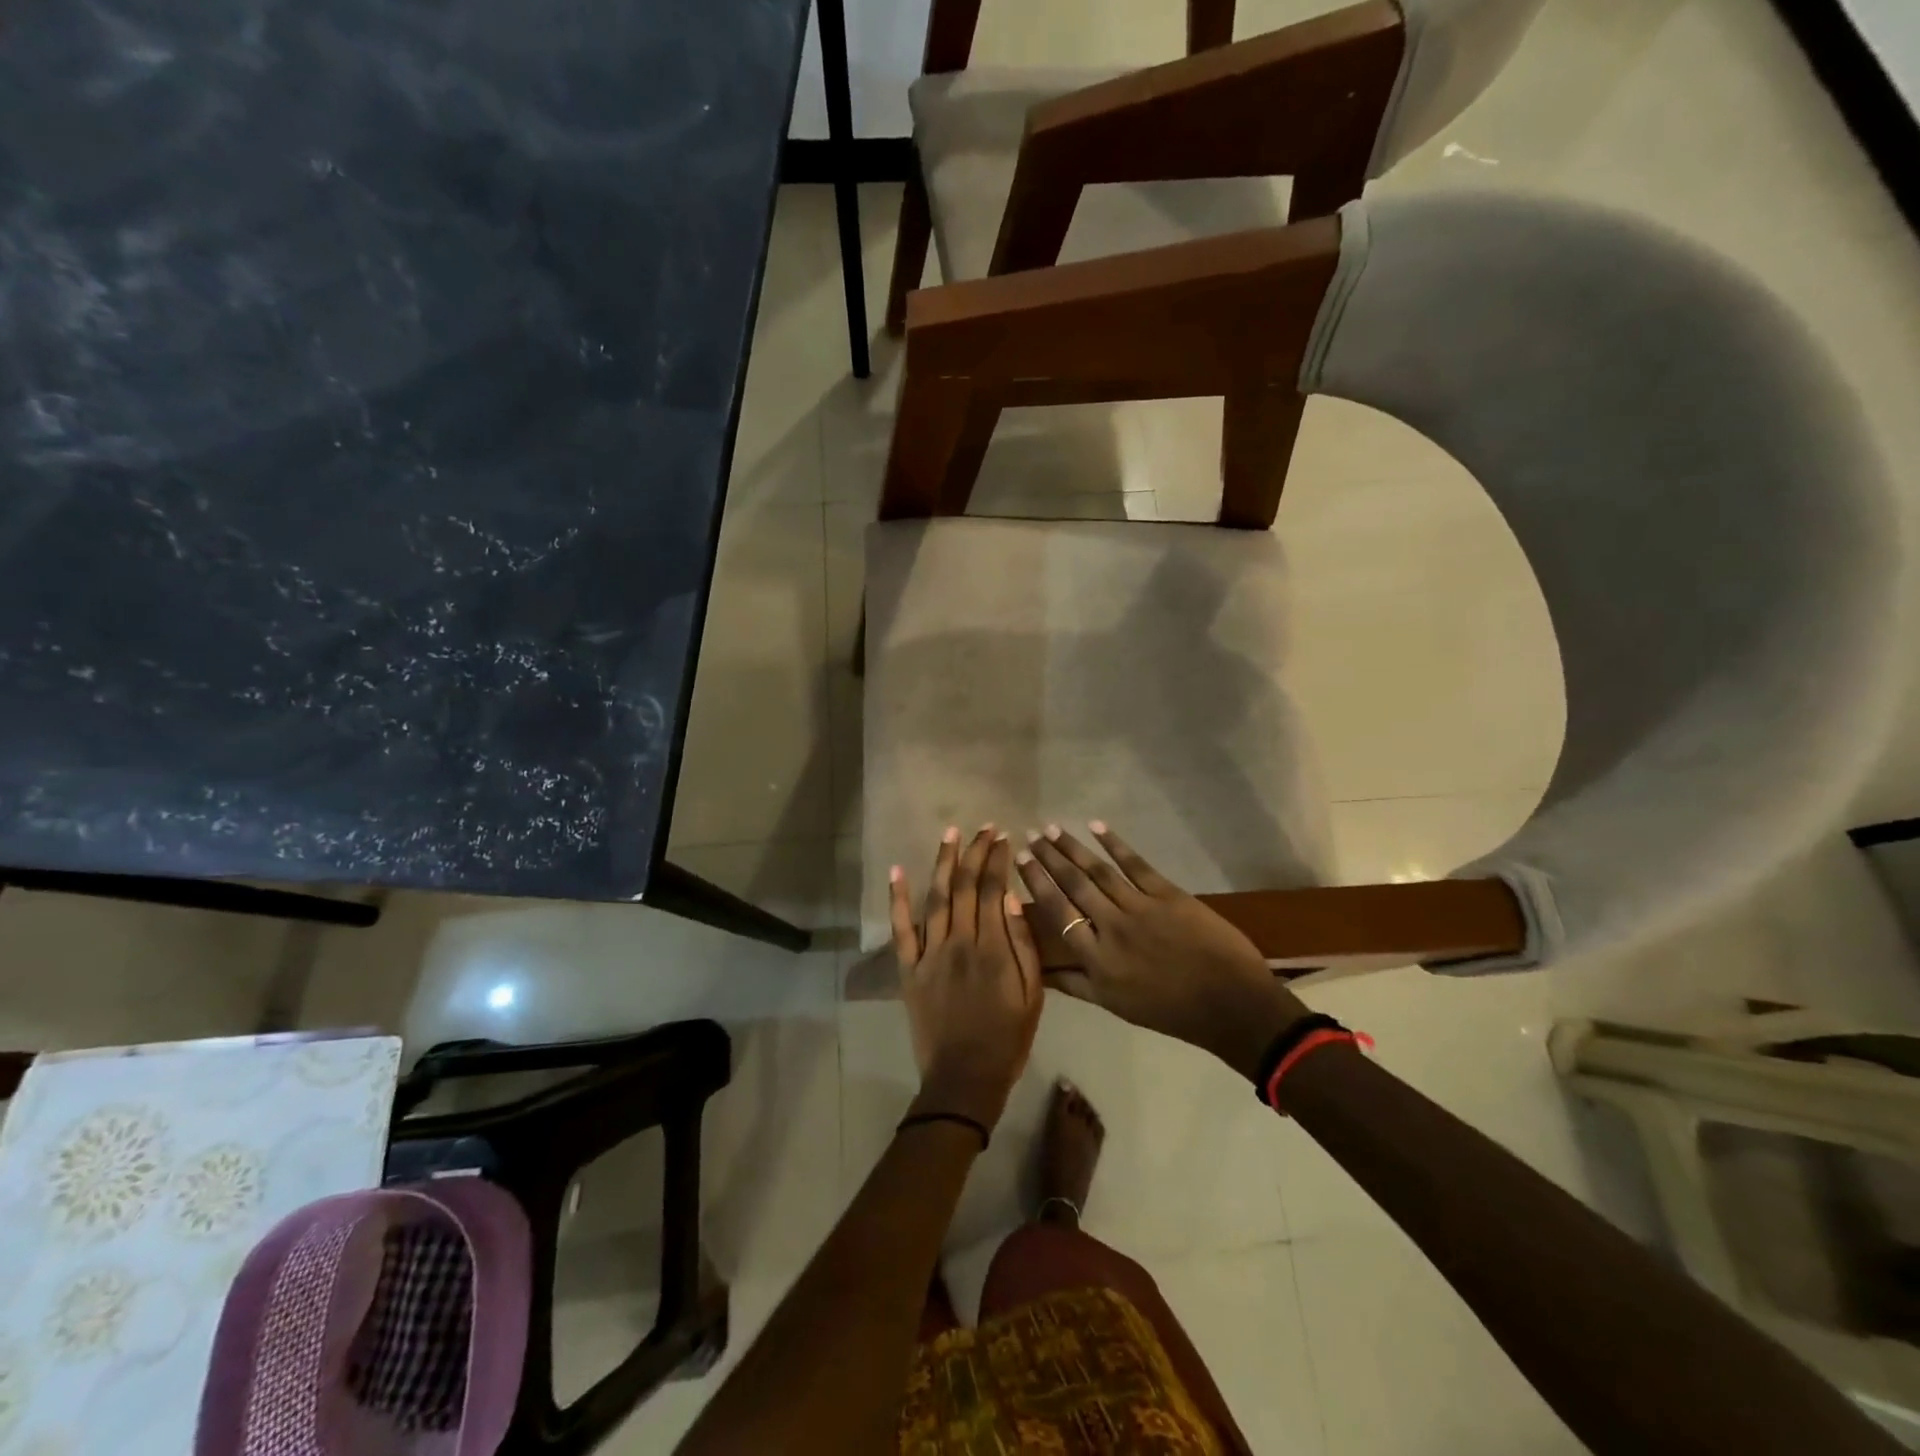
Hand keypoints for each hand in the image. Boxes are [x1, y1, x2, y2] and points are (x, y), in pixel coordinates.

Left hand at [890, 825, 1044, 1126]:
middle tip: (983, 828)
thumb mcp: (1033, 995)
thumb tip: (1014, 900)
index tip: (1003, 837)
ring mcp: (930, 953)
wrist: (964, 1077)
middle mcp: (960, 941)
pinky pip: (901, 928)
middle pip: (966, 886)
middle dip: (975, 852)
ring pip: (937, 897)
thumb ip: (1024, 946)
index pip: (994, 890)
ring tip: (950, 833)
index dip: (998, 860)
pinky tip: (898, 871)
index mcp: (993, 948)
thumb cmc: (1007, 1038)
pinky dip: (898, 898)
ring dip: (944, 862)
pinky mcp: (909, 968)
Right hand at [1016, 822, 1309, 1077]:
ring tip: (1053, 829)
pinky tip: (1097, 827)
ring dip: (1073, 847)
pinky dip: (1115, 844)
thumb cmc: (1170, 1010)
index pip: (1059, 912)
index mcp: (1097, 958)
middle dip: (1050, 858)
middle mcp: (1112, 927)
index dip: (1037, 883)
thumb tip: (1039, 970)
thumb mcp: (1115, 1004)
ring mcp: (1141, 908)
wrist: (1230, 1004)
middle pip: (1074, 885)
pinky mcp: (1168, 894)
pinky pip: (1135, 864)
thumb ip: (1075, 983)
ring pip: (1099, 871)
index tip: (1020, 861)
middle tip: (1032, 835)